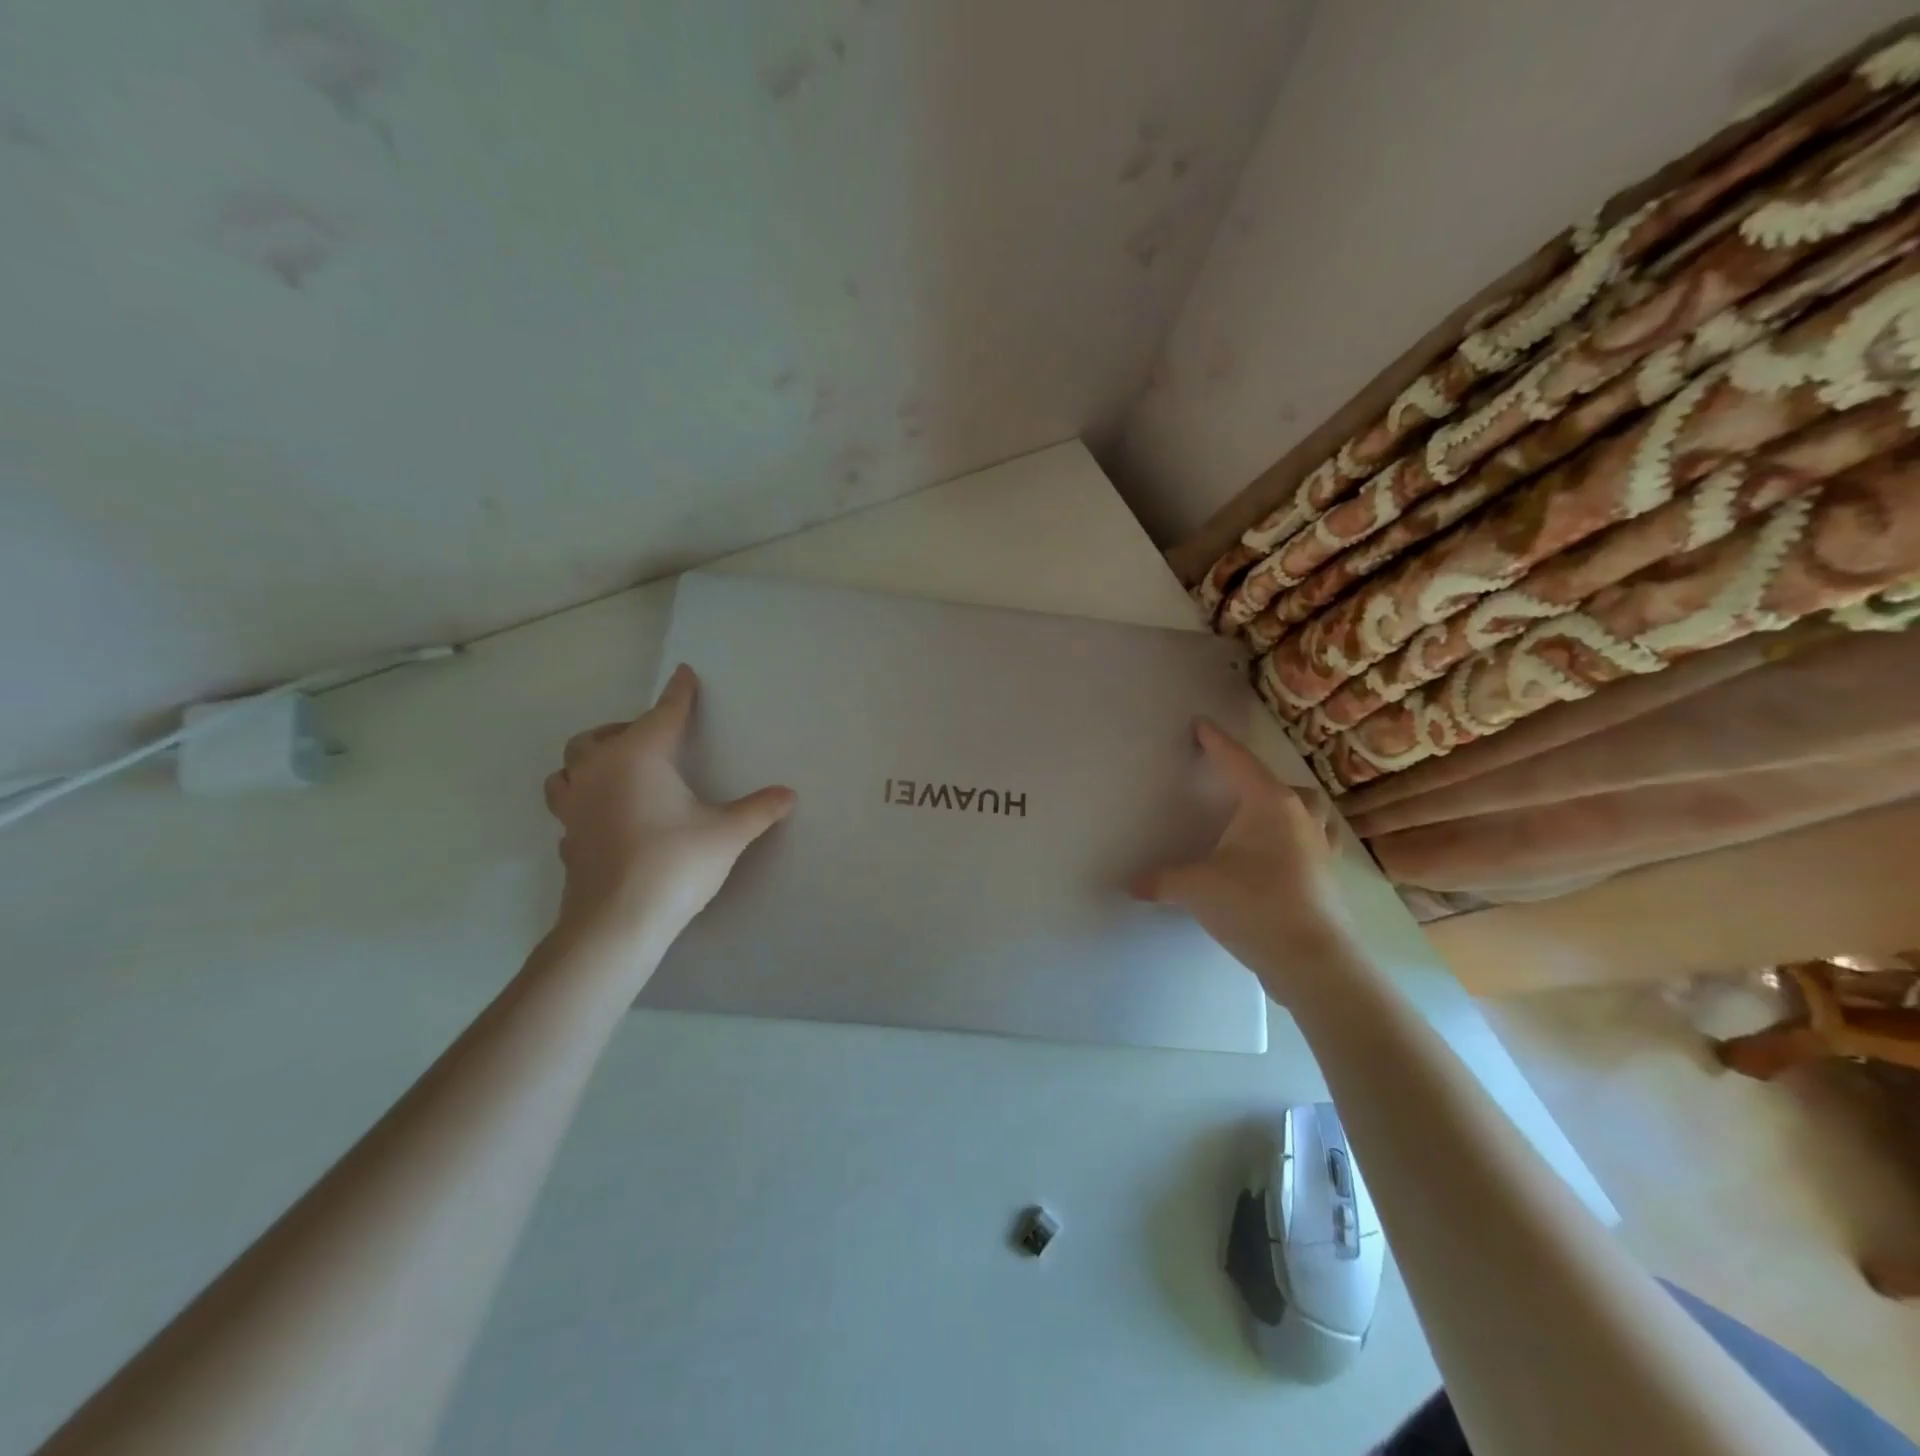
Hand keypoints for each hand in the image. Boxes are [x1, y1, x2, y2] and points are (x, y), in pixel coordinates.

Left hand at [543, 664, 795, 945]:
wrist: (617, 922)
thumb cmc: (674, 864)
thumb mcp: (727, 833)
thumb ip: (759, 809)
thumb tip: (789, 794)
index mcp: (637, 757)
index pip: (663, 714)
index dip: (678, 694)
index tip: (684, 674)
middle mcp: (598, 772)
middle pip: (600, 736)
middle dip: (626, 728)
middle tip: (653, 739)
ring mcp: (574, 807)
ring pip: (569, 769)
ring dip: (590, 761)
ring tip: (616, 771)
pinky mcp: (566, 839)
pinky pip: (569, 807)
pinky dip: (585, 801)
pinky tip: (606, 817)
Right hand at [1132, 719, 1349, 996]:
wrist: (1313, 959)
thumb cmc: (1253, 905)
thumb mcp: (1195, 888)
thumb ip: (1161, 880)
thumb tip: (1131, 884)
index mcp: (1269, 804)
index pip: (1237, 762)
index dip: (1217, 743)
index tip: (1202, 725)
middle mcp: (1301, 818)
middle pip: (1286, 786)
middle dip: (1261, 781)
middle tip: (1237, 787)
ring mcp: (1321, 848)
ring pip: (1311, 814)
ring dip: (1291, 810)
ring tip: (1267, 820)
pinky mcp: (1329, 879)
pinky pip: (1316, 846)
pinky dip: (1299, 843)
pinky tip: (1282, 861)